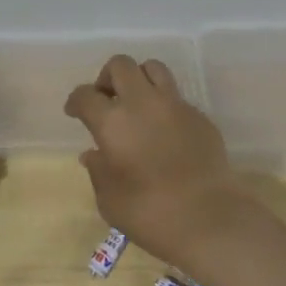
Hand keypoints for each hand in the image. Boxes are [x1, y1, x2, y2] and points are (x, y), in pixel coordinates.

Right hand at [64, 54, 248, 270]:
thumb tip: (94, 154)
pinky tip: (165, 131)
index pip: (85, 94)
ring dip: (139, 79)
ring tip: (137, 104)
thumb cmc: (150, 214)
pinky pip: (177, 98)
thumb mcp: (109, 200)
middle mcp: (142, 103)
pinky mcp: (200, 117)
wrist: (210, 220)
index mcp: (112, 121)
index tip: (74, 112)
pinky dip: (164, 105)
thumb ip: (98, 171)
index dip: (76, 101)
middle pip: (120, 65)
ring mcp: (175, 106)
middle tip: (107, 100)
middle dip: (108, 77)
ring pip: (153, 68)